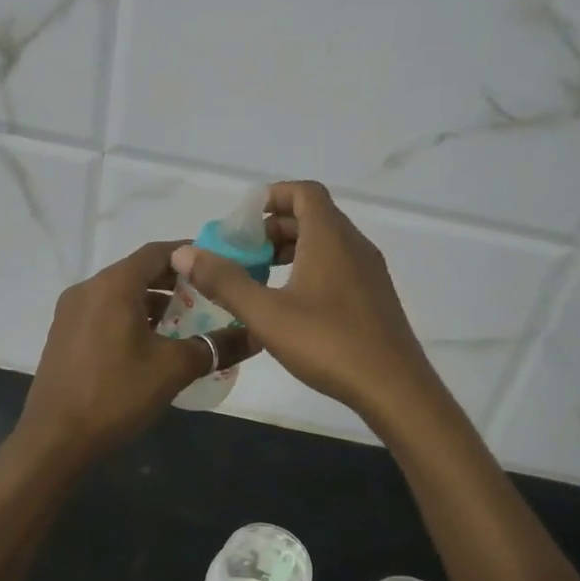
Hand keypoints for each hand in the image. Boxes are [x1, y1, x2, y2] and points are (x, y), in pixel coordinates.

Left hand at [16, 241, 259, 460]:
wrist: (54, 441)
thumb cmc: (116, 395)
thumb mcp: (173, 369)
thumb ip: (216, 346)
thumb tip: (255, 336)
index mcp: (113, 285)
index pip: (158, 252)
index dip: (191, 254)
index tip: (219, 263)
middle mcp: (88, 288)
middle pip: (139, 271)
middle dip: (176, 281)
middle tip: (211, 294)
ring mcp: (71, 312)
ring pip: (121, 294)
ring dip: (154, 302)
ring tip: (187, 321)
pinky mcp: (64, 335)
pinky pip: (105, 312)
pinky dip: (132, 317)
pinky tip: (152, 344)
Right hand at [170, 181, 439, 429]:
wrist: (395, 388)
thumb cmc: (329, 343)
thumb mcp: (267, 314)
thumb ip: (225, 281)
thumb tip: (185, 254)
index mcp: (330, 237)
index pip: (304, 192)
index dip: (272, 196)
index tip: (243, 220)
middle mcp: (354, 245)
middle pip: (313, 216)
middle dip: (274, 227)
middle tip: (242, 252)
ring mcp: (369, 271)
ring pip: (326, 242)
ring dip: (291, 249)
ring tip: (260, 276)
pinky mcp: (374, 296)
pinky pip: (338, 264)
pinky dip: (310, 268)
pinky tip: (290, 303)